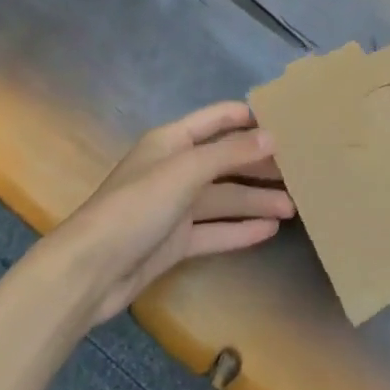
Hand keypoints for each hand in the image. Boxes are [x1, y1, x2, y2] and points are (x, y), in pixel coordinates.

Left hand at [47, 102, 294, 323]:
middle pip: (226, 160)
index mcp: (173, 141)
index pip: (218, 119)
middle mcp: (176, 168)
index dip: (249, 118)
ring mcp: (175, 207)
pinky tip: (270, 230)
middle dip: (260, 164)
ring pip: (224, 197)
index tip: (287, 120)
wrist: (89, 272)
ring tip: (295, 205)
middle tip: (300, 169)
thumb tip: (272, 138)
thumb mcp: (187, 170)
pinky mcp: (175, 242)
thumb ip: (231, 153)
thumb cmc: (137, 205)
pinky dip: (240, 229)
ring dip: (256, 200)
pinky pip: (215, 230)